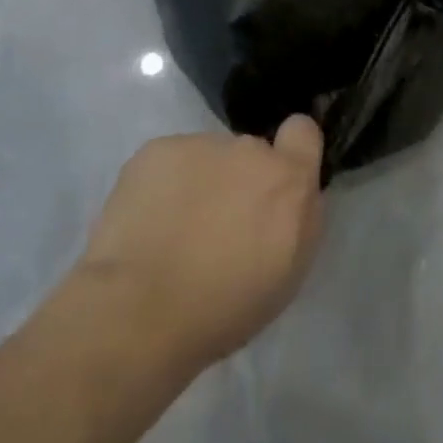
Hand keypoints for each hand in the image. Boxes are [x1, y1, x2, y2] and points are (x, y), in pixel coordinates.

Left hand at [76, 118, 324, 372]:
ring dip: (200, 183)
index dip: (291, 151)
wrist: (140, 310)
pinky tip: (147, 222)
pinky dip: (163, 185)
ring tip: (173, 230)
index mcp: (288, 180)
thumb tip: (289, 195)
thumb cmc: (223, 307)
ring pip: (207, 158)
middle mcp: (249, 150)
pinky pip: (170, 161)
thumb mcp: (288, 274)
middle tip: (216, 226)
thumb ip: (297, 218)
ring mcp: (200, 144)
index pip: (303, 132)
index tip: (275, 183)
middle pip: (250, 153)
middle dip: (239, 180)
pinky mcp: (155, 150)